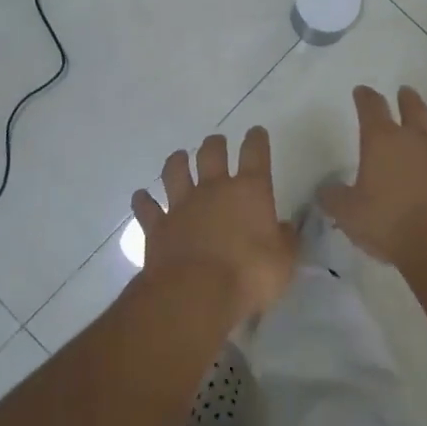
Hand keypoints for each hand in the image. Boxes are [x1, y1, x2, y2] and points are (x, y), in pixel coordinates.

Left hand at [133, 127, 297, 319]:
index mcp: (250, 191)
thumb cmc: (248, 275)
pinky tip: (141, 197)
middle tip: (216, 142)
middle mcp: (214, 189)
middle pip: (212, 154)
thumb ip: (285, 241)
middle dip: (215, 145)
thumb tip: (284, 228)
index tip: (256, 132)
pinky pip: (146, 206)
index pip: (255, 154)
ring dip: (177, 162)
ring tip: (180, 157)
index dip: (256, 140)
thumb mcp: (283, 262)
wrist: (195, 292)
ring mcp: (182, 205)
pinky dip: (143, 200)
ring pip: (175, 171)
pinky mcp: (157, 226)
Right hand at [320, 86, 426, 268]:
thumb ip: (334, 198)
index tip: (362, 91)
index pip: (372, 108)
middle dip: (407, 99)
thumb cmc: (388, 222)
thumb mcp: (347, 213)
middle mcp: (417, 141)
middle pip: (414, 109)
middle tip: (404, 92)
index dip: (365, 97)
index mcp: (383, 141)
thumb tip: (326, 191)